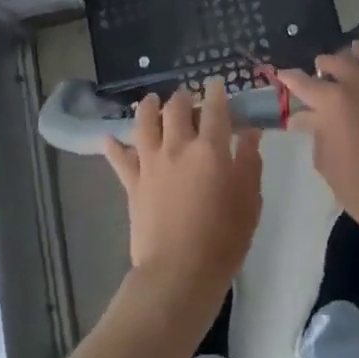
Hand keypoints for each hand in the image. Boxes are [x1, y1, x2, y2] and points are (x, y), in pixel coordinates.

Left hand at [104, 82, 263, 320]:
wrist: (179, 273)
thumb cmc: (223, 239)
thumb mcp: (249, 200)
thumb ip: (249, 162)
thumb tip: (250, 132)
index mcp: (210, 148)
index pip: (215, 108)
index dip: (217, 92)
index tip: (217, 83)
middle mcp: (177, 147)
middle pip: (176, 108)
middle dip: (182, 97)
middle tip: (186, 96)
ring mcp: (151, 163)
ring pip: (144, 123)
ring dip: (148, 107)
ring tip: (150, 101)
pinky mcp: (132, 183)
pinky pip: (119, 158)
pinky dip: (114, 146)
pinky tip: (109, 137)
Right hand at [281, 44, 358, 245]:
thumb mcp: (326, 162)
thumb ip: (317, 132)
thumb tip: (309, 117)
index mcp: (333, 102)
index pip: (304, 83)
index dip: (290, 78)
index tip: (282, 74)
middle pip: (337, 61)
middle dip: (323, 64)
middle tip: (318, 69)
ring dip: (356, 56)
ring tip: (352, 53)